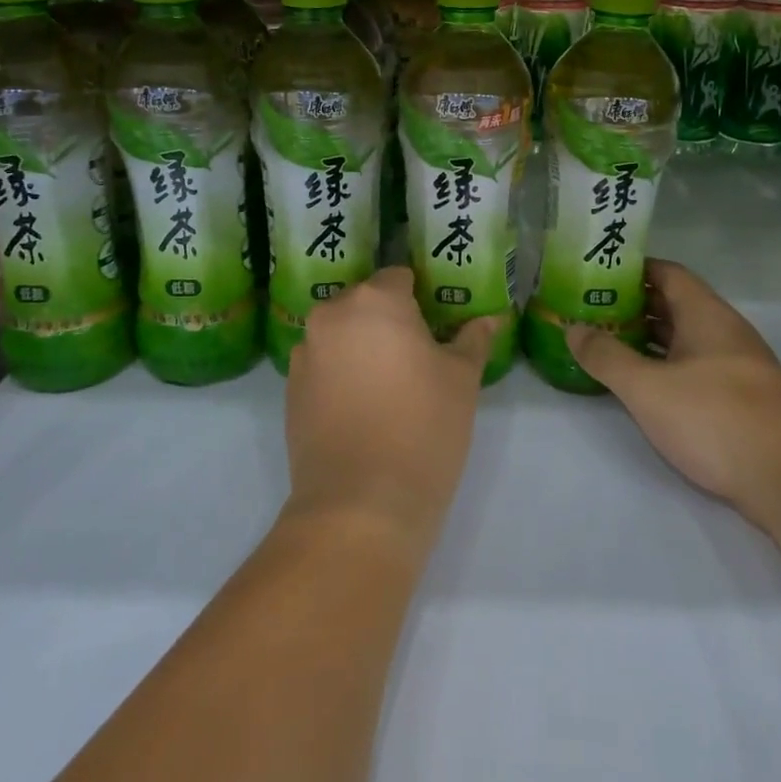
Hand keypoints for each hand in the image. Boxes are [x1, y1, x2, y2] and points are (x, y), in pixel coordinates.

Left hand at [282, 267, 497, 557]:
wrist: (360, 504)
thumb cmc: (423, 428)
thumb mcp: (462, 380)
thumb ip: (473, 340)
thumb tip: (490, 319)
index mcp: (375, 300)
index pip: (400, 277)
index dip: (422, 296)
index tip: (438, 324)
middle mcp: (332, 316)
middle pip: (366, 303)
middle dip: (389, 320)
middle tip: (419, 355)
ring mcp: (305, 353)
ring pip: (342, 334)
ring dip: (362, 346)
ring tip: (390, 385)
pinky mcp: (290, 390)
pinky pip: (323, 365)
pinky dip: (341, 374)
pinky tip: (363, 408)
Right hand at [565, 259, 780, 526]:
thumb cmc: (714, 417)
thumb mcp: (647, 387)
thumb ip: (606, 356)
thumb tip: (573, 328)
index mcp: (705, 314)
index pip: (668, 273)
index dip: (633, 270)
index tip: (597, 275)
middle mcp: (724, 332)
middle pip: (675, 305)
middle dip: (633, 306)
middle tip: (591, 312)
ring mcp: (736, 366)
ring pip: (684, 339)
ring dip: (648, 339)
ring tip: (606, 345)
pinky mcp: (740, 400)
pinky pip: (694, 368)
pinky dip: (665, 367)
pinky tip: (642, 385)